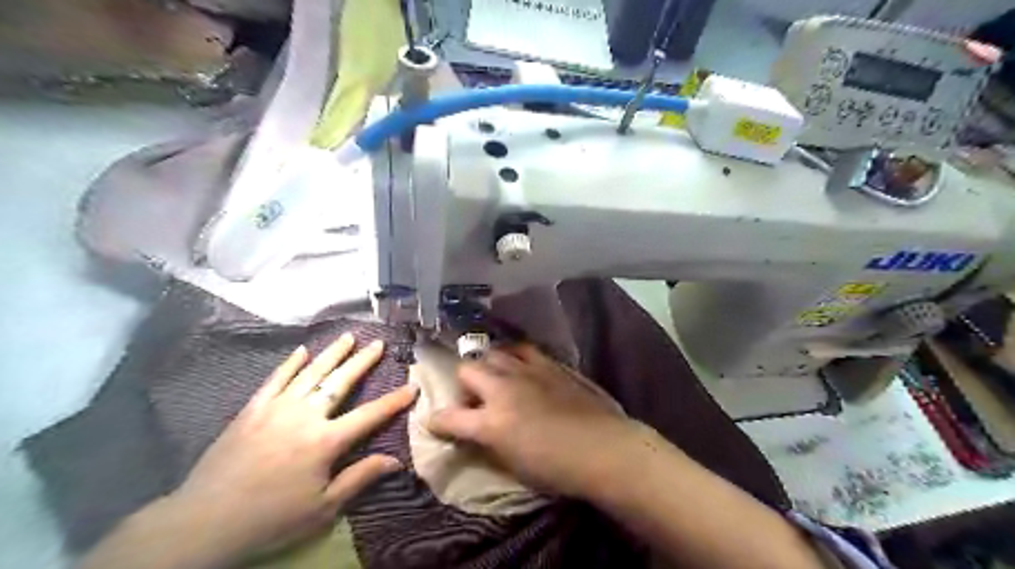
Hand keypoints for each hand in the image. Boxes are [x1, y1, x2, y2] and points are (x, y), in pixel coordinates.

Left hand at [166, 336, 418, 561]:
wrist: (203, 522)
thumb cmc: (270, 518)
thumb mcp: (323, 507)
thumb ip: (360, 478)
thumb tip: (396, 460)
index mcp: (325, 441)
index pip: (370, 415)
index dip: (394, 400)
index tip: (413, 386)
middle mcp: (305, 416)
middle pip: (340, 382)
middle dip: (363, 361)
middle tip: (378, 343)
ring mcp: (276, 408)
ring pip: (311, 373)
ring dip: (332, 353)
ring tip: (348, 336)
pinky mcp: (252, 410)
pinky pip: (275, 380)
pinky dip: (290, 364)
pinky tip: (302, 351)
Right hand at [426, 343, 641, 497]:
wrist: (604, 448)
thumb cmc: (558, 469)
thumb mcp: (513, 465)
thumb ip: (489, 443)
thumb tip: (478, 433)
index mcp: (491, 422)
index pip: (449, 417)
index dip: (437, 421)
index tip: (436, 423)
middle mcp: (503, 389)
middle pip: (467, 370)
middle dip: (463, 383)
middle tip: (475, 399)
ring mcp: (527, 372)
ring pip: (494, 353)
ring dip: (489, 366)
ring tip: (498, 380)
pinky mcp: (549, 364)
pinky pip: (524, 350)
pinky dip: (515, 357)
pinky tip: (522, 368)